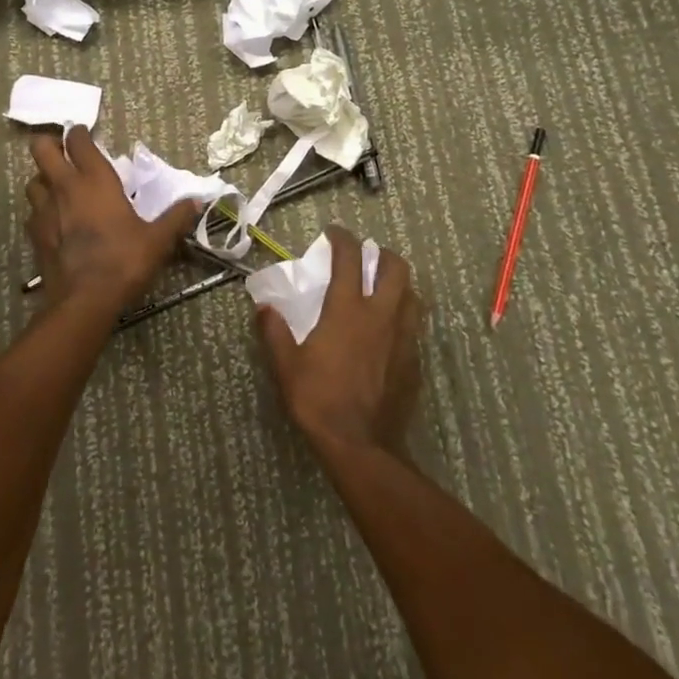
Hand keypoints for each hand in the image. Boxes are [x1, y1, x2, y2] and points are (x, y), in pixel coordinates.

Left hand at [25, 126, 201, 310]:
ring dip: (43, 178)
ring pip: (32, 180)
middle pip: (41, 149)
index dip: (78, 133)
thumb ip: (176, 218)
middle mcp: (65, 187)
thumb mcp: (157, 240)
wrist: (85, 300)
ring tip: (58, 186)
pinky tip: (54, 221)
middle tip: (64, 152)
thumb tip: (197, 202)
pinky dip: (41, 210)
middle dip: (49, 144)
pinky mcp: (34, 235)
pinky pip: (32, 212)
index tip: (85, 133)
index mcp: (95, 180)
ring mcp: (44, 210)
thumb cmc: (123, 261)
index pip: (78, 141)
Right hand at [256, 227, 424, 456]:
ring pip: (413, 295)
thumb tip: (263, 307)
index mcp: (348, 309)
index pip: (350, 259)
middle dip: (383, 254)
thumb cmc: (319, 399)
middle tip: (367, 257)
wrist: (361, 446)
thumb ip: (274, 331)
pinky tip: (390, 332)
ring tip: (384, 290)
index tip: (334, 232)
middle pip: (396, 268)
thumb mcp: (286, 365)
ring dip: (399, 285)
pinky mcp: (415, 362)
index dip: (343, 239)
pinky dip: (404, 318)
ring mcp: (404, 338)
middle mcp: (382, 315)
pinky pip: (415, 327)